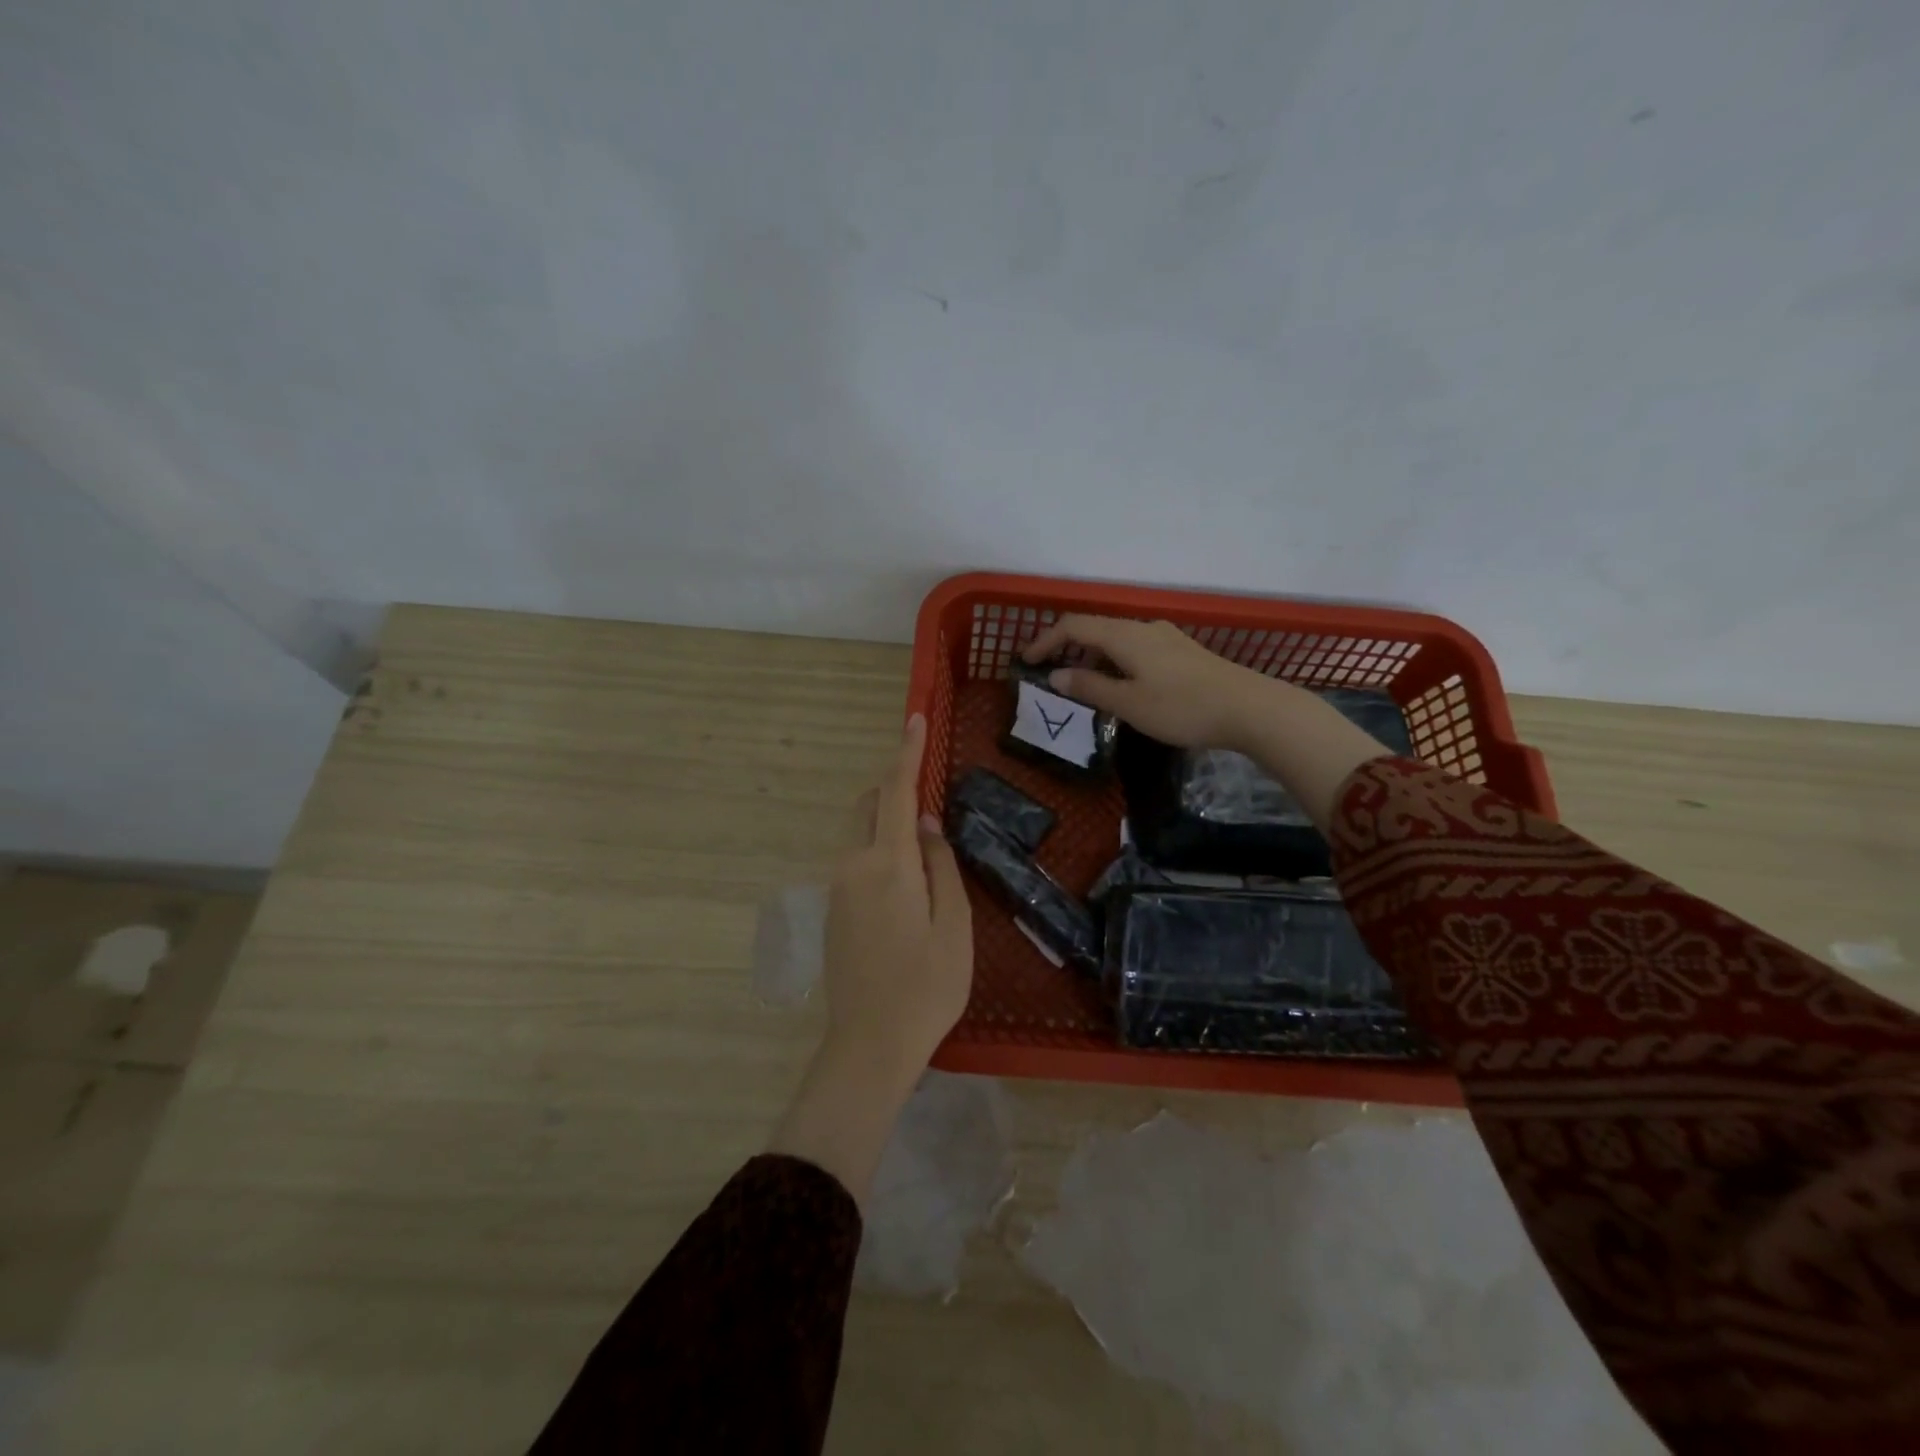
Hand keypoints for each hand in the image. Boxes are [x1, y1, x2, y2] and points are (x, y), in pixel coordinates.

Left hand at [821, 713, 973, 1067]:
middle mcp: (852, 865)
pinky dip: (877, 844)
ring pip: (858, 831)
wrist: (869, 1045)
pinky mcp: (832, 909)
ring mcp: (837, 888)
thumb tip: (926, 822)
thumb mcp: (954, 925)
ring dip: (885, 816)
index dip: (906, 753)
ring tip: (923, 834)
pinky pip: (855, 857)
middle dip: (893, 784)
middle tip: (926, 784)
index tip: (914, 718)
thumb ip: (940, 865)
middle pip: (867, 805)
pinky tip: (904, 874)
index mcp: (887, 864)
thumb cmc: (926, 986)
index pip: (895, 792)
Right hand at [1022, 614, 1272, 749]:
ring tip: (1080, 685)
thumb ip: (1091, 688)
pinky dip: (1114, 662)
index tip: (1026, 661)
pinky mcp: (1182, 653)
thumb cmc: (1183, 708)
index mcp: (1125, 636)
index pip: (1073, 626)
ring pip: (1116, 640)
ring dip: (1092, 657)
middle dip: (1067, 648)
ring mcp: (1166, 638)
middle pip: (1095, 629)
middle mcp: (1143, 628)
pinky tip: (1120, 685)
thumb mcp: (1129, 703)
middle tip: (1049, 674)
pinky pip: (1135, 649)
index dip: (1045, 640)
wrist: (1250, 709)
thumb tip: (1057, 676)